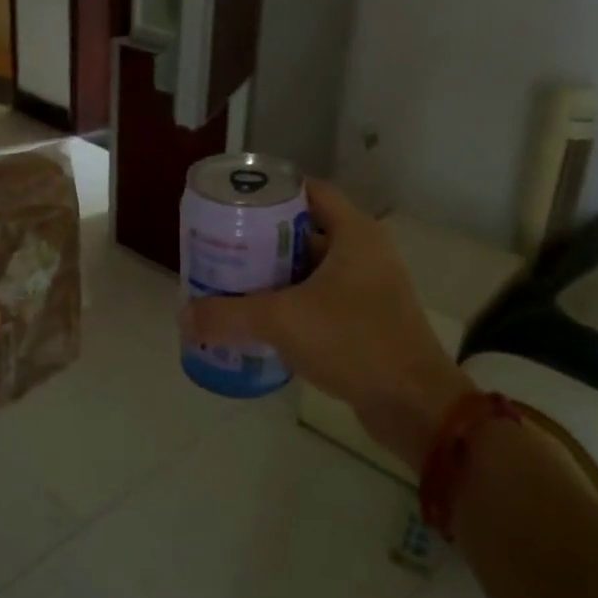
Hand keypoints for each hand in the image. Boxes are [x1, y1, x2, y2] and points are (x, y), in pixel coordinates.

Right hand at [182, 179, 471, 471]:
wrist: (413, 405)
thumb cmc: (353, 341)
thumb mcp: (282, 321)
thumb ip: (228, 316)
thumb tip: (184, 317)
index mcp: (354, 233)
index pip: (309, 192)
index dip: (271, 192)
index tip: (233, 203)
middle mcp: (365, 252)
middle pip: (305, 230)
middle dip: (262, 238)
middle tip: (222, 246)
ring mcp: (368, 288)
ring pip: (311, 268)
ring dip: (275, 275)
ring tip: (231, 281)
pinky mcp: (366, 320)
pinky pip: (321, 299)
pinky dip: (292, 303)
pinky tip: (260, 318)